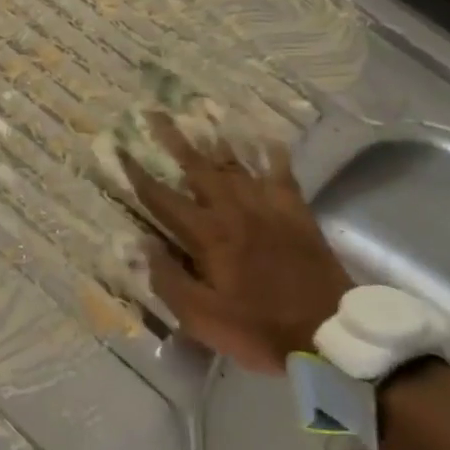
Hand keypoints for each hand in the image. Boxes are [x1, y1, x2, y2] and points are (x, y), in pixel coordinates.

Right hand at [118, 114, 351, 372]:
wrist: (330, 334)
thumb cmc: (259, 329)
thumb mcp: (202, 318)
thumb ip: (169, 279)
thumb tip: (143, 245)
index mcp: (208, 235)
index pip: (162, 198)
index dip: (137, 174)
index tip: (120, 149)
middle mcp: (234, 211)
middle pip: (198, 168)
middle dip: (174, 140)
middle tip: (155, 114)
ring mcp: (268, 208)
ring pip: (237, 165)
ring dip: (215, 142)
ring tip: (200, 121)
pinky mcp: (296, 214)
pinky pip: (282, 175)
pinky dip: (272, 156)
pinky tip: (265, 139)